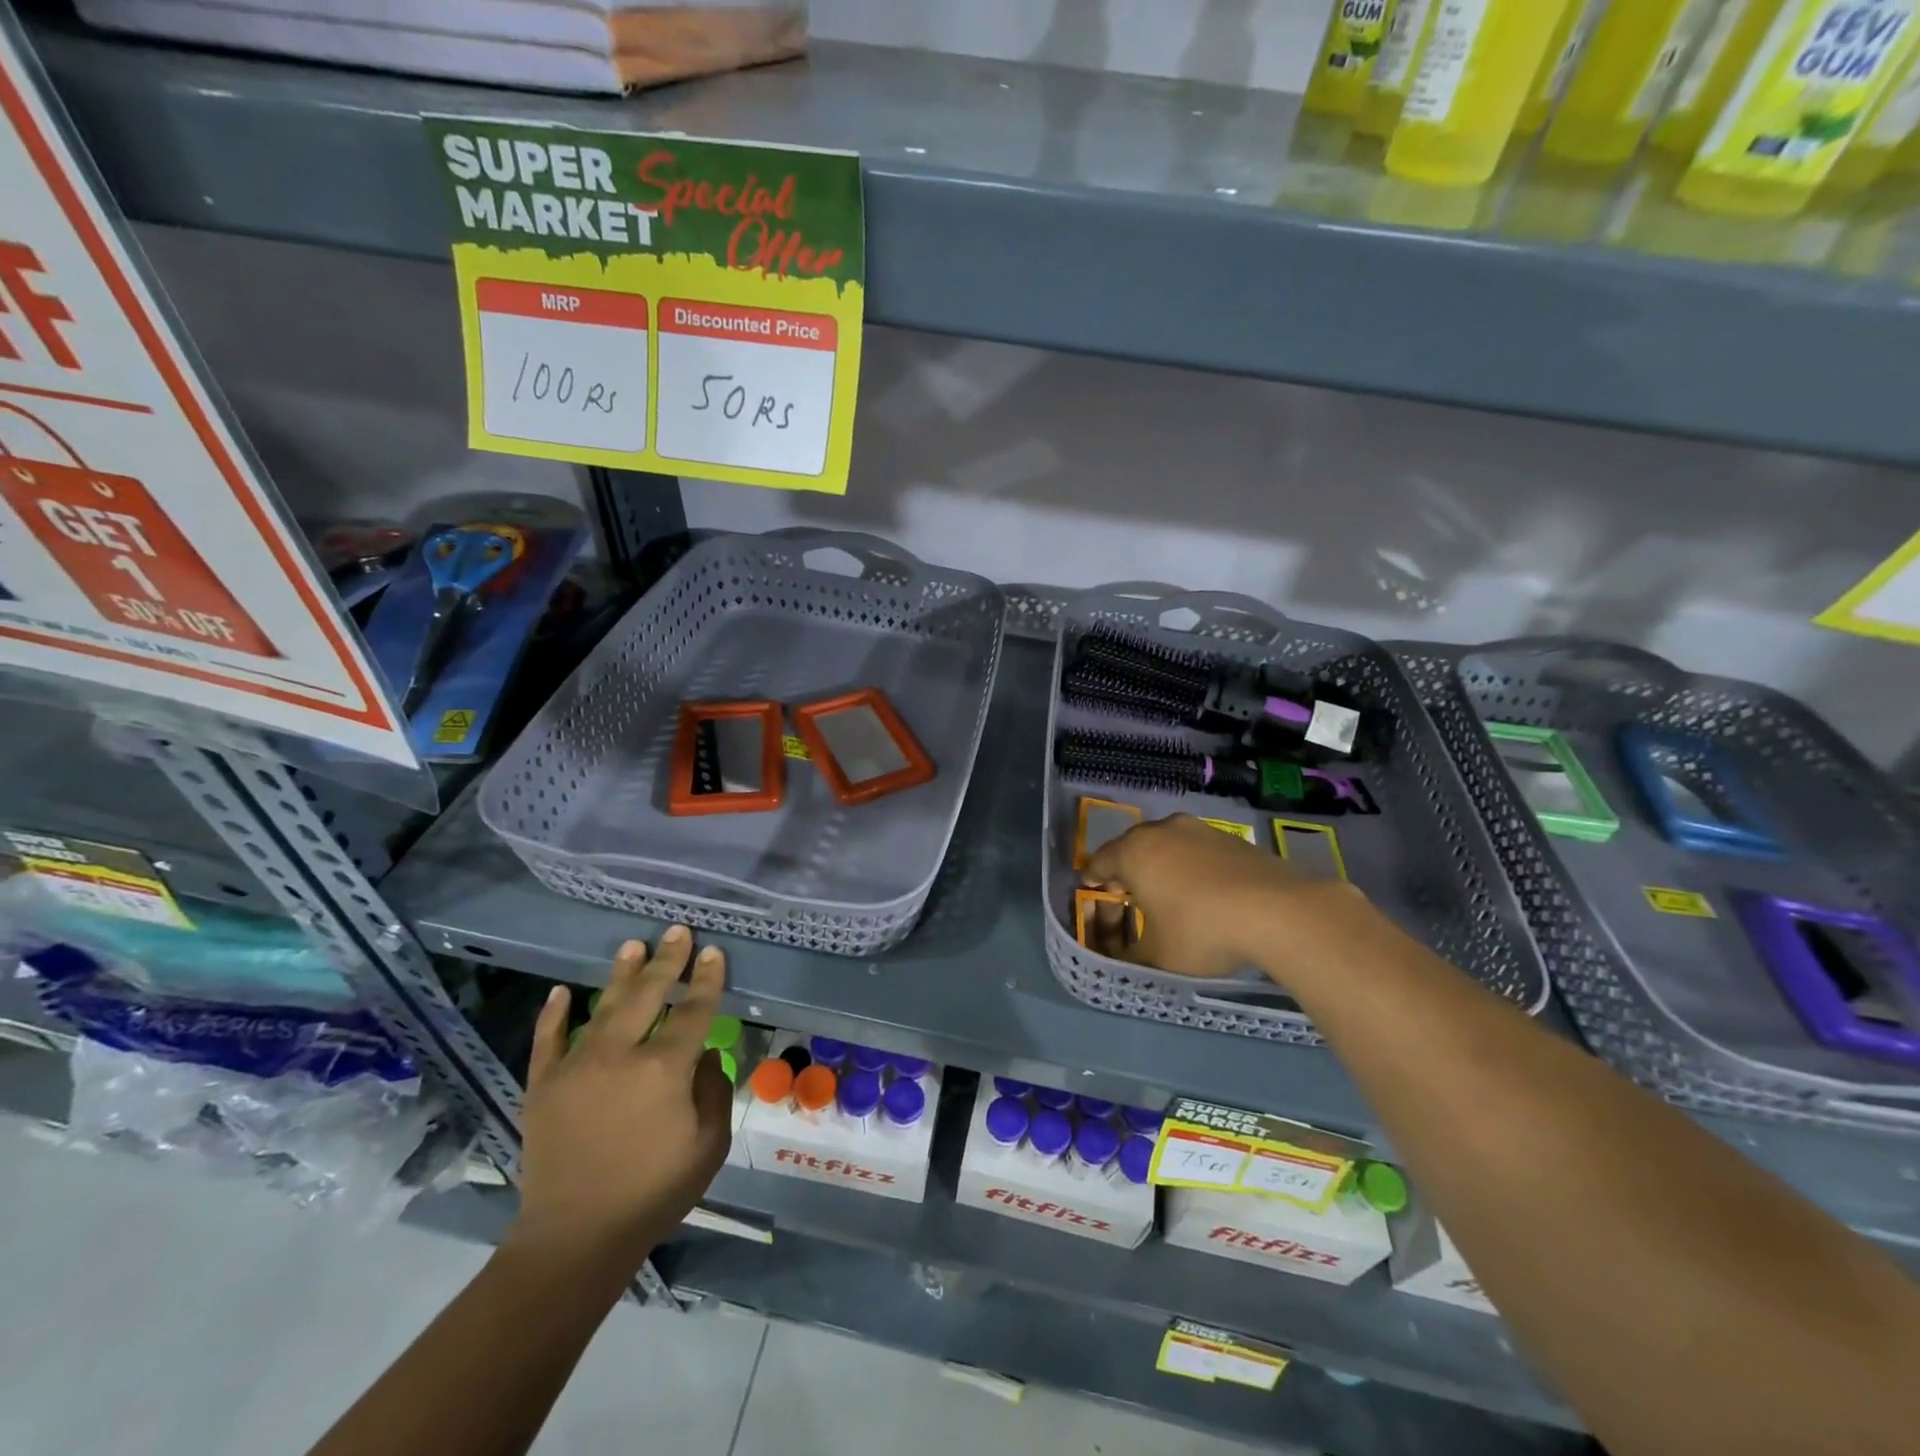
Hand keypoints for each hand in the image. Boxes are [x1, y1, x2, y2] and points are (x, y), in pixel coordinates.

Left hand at [508, 928, 731, 1274]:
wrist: (575, 1240)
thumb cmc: (653, 1193)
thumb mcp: (709, 1145)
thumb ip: (714, 1092)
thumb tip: (703, 1057)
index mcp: (665, 1069)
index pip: (694, 1010)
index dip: (707, 979)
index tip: (713, 953)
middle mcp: (621, 1055)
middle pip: (649, 994)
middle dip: (667, 960)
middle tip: (678, 931)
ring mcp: (576, 1066)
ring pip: (603, 1006)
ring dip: (621, 974)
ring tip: (633, 945)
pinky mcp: (543, 1086)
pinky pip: (548, 1040)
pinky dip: (555, 1013)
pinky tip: (562, 990)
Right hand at [1082, 813, 1362, 979]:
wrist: (1279, 912)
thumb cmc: (1201, 931)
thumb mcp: (1158, 956)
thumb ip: (1129, 957)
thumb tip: (1117, 959)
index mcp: (1134, 853)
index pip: (1100, 861)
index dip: (1092, 877)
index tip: (1090, 887)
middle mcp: (1162, 831)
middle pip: (1132, 846)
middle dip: (1125, 868)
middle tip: (1124, 890)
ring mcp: (1200, 830)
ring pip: (1167, 844)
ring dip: (1160, 863)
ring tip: (1165, 889)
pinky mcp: (1232, 839)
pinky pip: (1197, 850)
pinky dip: (1191, 865)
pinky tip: (1203, 890)